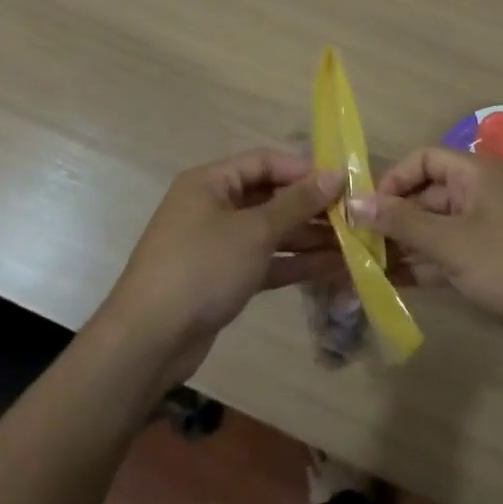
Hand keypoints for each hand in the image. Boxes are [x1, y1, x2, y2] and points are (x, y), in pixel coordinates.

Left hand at [100, 148, 344, 386]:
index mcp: (211, 182)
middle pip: (271, 197)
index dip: (304, 169)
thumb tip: (335, 175)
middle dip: (312, 207)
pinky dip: (294, 263)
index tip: (343, 182)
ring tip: (354, 244)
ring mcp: (218, 245)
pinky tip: (332, 268)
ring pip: (271, 232)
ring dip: (309, 238)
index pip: (266, 161)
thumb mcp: (254, 231)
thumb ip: (297, 203)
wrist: (147, 342)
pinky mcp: (223, 279)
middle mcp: (213, 206)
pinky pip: (265, 261)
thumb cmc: (202, 268)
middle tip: (355, 216)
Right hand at [347, 147, 502, 330]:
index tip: (367, 211)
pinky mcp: (495, 253)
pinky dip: (429, 262)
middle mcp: (481, 190)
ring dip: (408, 245)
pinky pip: (453, 248)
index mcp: (475, 172)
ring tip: (372, 270)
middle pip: (428, 194)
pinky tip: (400, 284)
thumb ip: (402, 223)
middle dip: (395, 219)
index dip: (392, 181)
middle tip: (362, 248)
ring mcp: (490, 222)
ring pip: (438, 226)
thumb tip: (353, 201)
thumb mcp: (451, 244)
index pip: (423, 159)